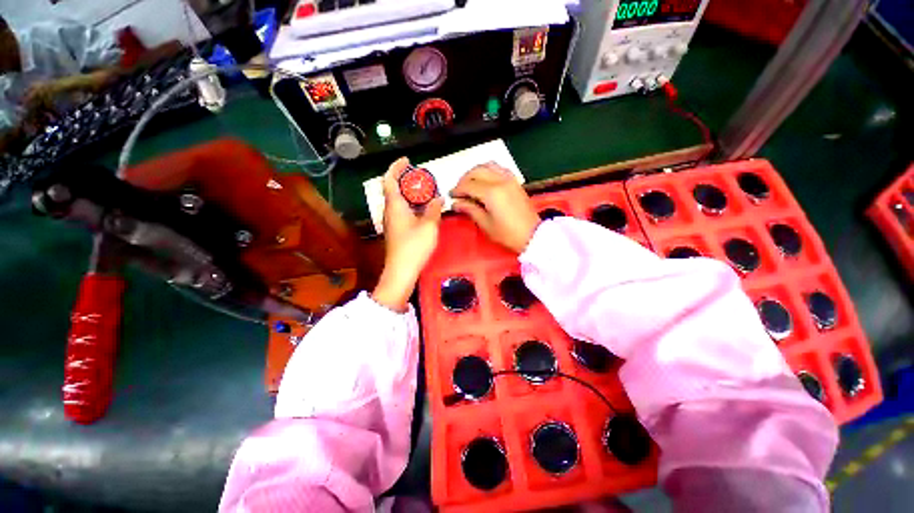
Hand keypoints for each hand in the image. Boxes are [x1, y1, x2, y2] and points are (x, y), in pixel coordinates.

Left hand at [373, 157, 443, 311]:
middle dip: (407, 180)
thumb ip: (434, 209)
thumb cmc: (414, 246)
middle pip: (394, 190)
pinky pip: (403, 212)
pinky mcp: (397, 231)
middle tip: (423, 178)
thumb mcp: (429, 226)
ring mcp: (393, 222)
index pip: (390, 180)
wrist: (402, 271)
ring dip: (411, 194)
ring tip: (427, 192)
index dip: (396, 168)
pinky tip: (425, 211)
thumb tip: (439, 198)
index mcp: (395, 206)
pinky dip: (413, 206)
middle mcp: (390, 211)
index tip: (407, 160)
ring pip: (400, 202)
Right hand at [450, 163, 540, 252]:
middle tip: (459, 191)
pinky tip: (484, 181)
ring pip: (487, 166)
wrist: (532, 235)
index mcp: (491, 193)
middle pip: (476, 171)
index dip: (457, 190)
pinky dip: (488, 170)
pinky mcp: (515, 181)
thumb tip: (456, 203)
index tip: (452, 196)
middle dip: (464, 179)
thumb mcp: (486, 224)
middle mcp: (500, 181)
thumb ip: (470, 210)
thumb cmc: (508, 234)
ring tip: (470, 184)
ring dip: (475, 172)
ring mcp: (509, 179)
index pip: (468, 185)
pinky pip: (498, 168)